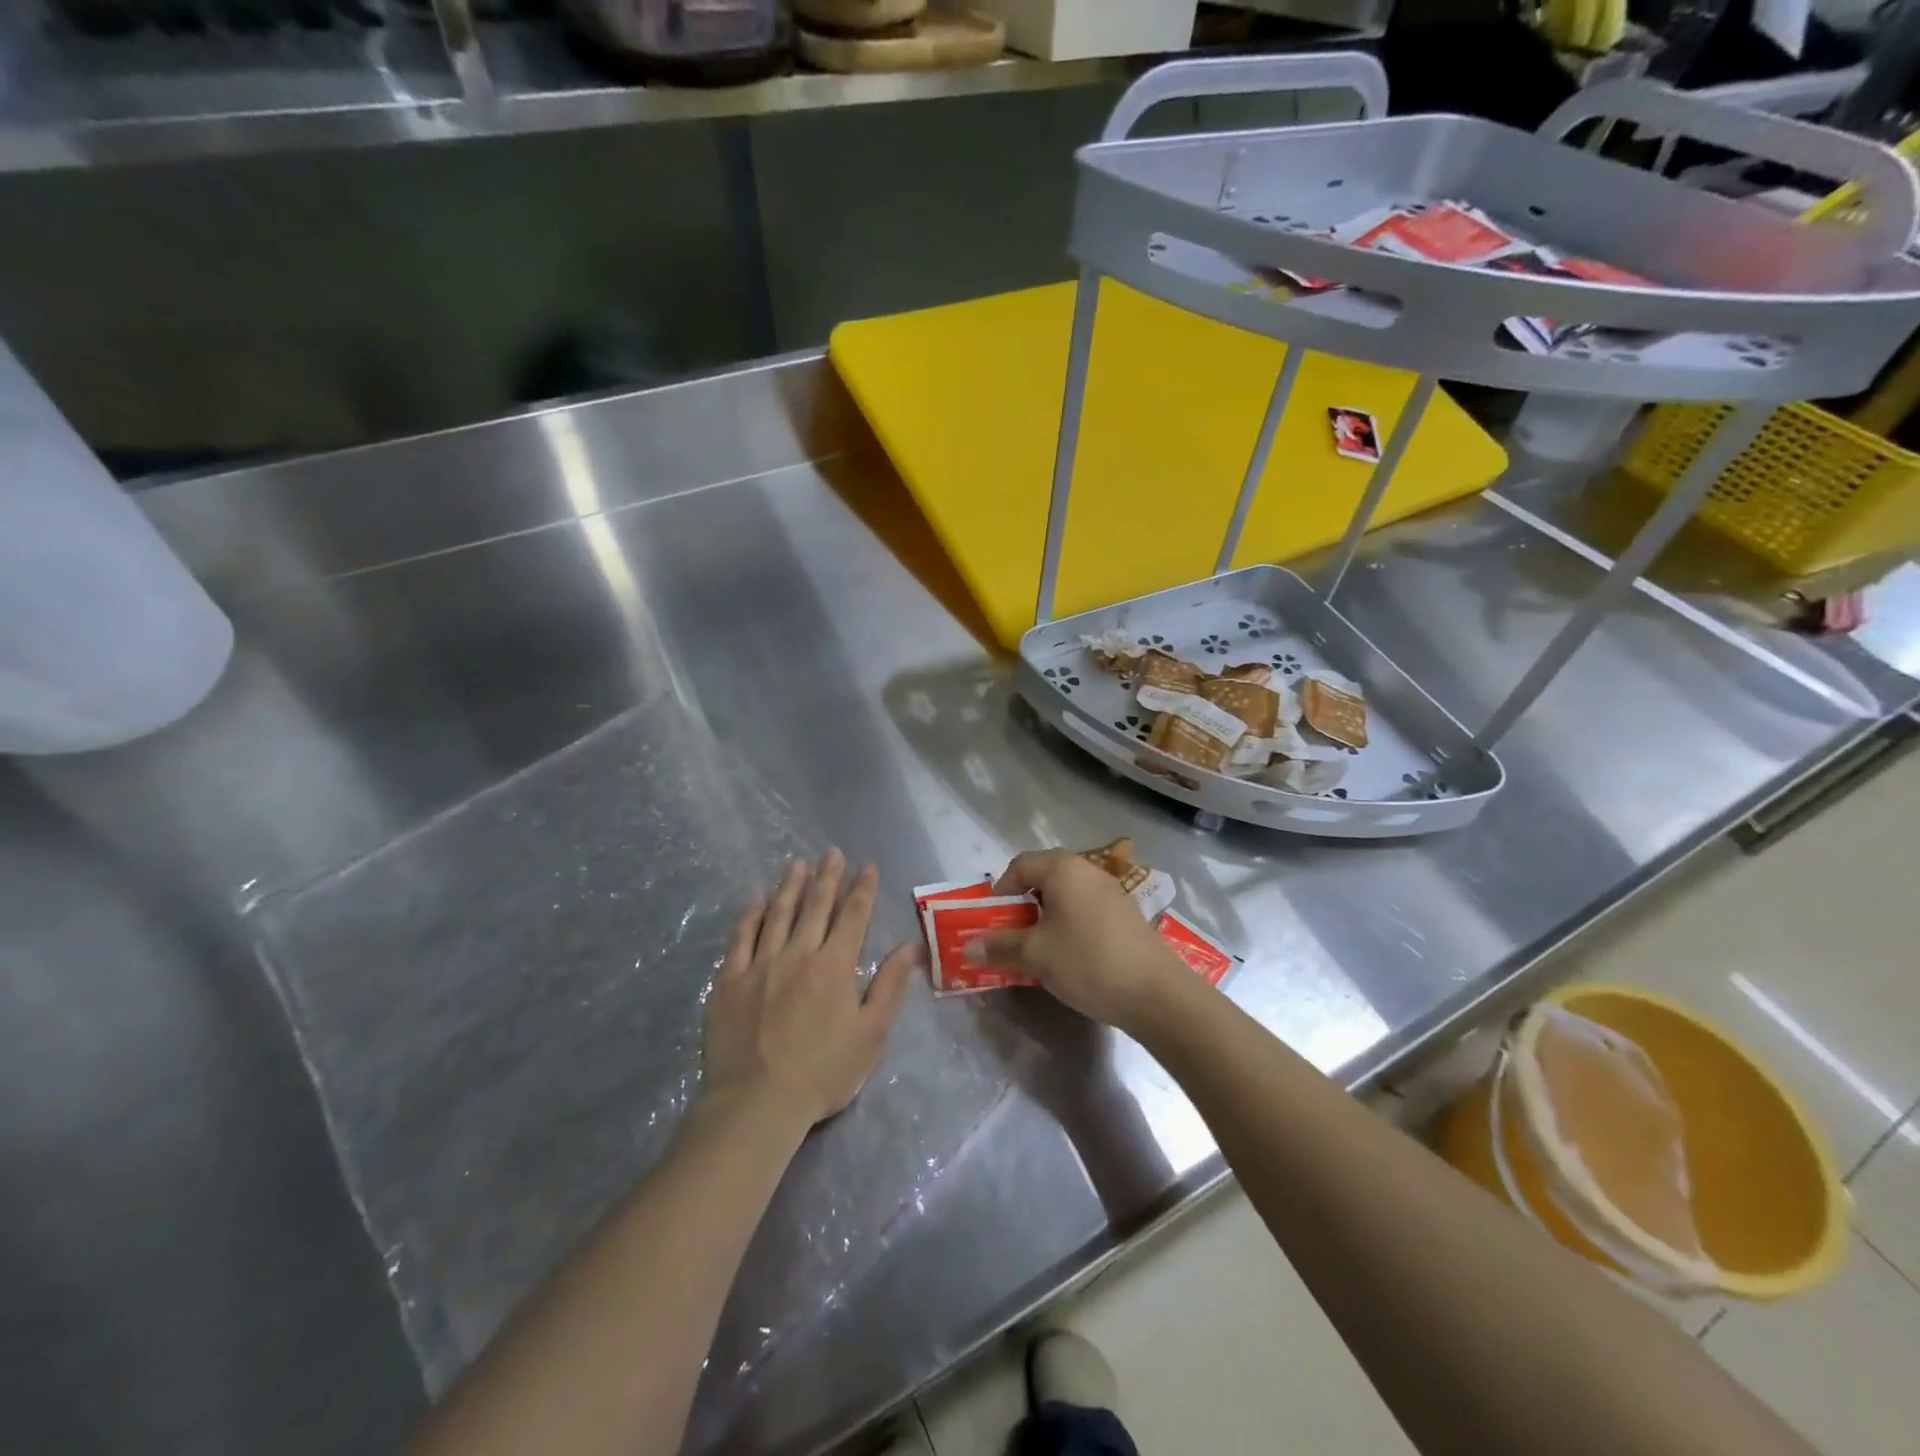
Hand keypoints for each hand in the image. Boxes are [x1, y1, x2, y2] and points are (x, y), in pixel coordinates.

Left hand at [703, 852, 917, 1130]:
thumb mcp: (870, 1034)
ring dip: (790, 886)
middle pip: (815, 906)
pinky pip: (740, 938)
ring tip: (797, 863)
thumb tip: (910, 946)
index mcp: (834, 966)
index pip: (852, 916)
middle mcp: (798, 954)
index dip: (861, 889)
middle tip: (831, 852)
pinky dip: (750, 914)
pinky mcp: (729, 981)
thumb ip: (890, 986)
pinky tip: (756, 899)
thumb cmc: (822, 1073)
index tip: (867, 866)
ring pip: (778, 914)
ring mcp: (759, 965)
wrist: (756, 1104)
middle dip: (827, 877)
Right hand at [967, 849, 1189, 1027]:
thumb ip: (999, 946)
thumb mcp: (1036, 955)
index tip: (991, 920)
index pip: (1019, 865)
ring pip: (1066, 895)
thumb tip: (967, 946)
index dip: (999, 891)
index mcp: (1063, 868)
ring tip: (1037, 948)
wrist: (1156, 993)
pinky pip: (1085, 909)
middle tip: (1010, 934)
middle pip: (1043, 876)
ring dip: (1045, 916)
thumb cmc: (1087, 961)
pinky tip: (1069, 955)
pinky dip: (1068, 924)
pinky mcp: (1125, 914)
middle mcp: (1087, 870)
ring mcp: (1111, 891)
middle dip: (1021, 904)